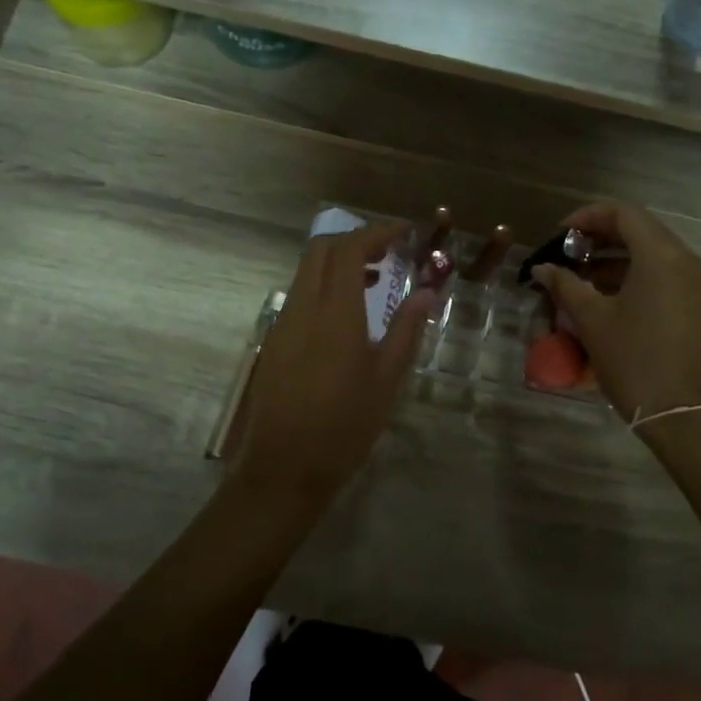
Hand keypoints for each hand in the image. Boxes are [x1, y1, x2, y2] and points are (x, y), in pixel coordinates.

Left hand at [227, 221, 432, 509]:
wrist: (283, 468)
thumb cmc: (344, 426)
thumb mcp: (387, 380)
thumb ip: (407, 330)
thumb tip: (427, 291)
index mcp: (335, 313)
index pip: (349, 249)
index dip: (377, 232)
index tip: (404, 232)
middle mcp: (303, 308)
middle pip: (320, 250)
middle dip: (354, 239)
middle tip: (388, 251)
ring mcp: (283, 324)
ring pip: (306, 271)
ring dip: (338, 262)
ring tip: (374, 280)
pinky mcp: (274, 342)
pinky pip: (299, 296)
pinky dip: (324, 286)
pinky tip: (346, 315)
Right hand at [531, 203, 700, 421]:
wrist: (685, 416)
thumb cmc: (634, 361)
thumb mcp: (592, 321)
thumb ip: (565, 285)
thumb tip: (543, 268)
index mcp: (663, 257)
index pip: (625, 214)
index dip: (588, 216)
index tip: (561, 234)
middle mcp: (689, 262)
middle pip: (642, 231)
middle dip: (601, 238)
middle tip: (569, 254)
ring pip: (655, 255)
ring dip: (618, 260)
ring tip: (583, 280)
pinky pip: (667, 277)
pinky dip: (637, 277)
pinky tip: (610, 299)